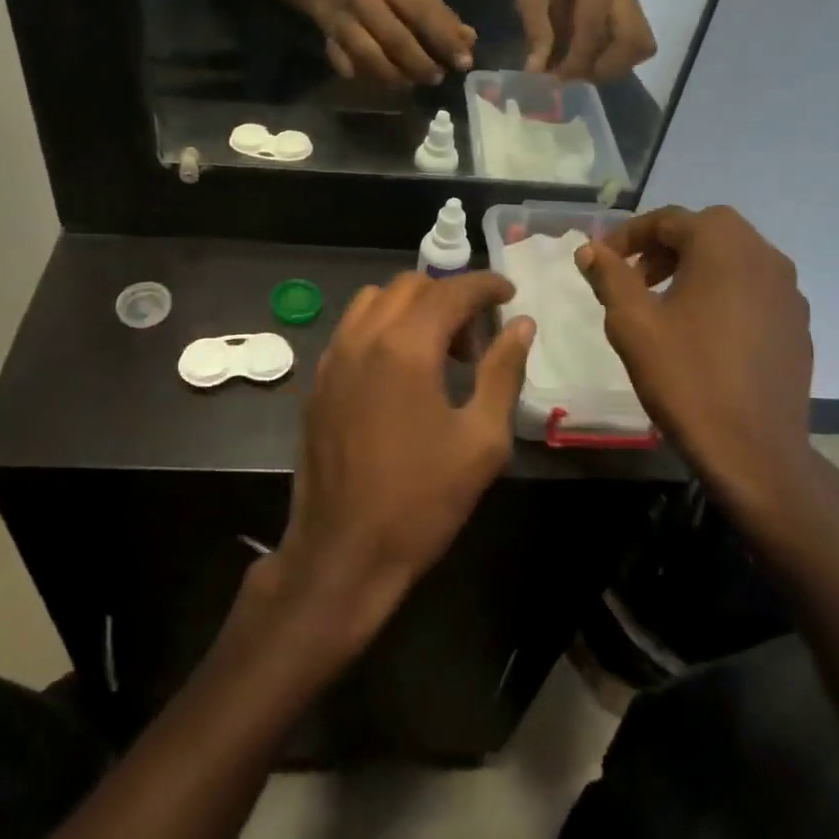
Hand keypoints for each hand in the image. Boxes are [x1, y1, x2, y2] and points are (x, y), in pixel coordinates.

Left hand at [265, 271, 534, 648]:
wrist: (344, 552)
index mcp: (405, 347)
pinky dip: (382, 326)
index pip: (450, 291)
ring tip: (438, 348)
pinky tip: (401, 369)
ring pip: (374, 301)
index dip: (485, 286)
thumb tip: (521, 326)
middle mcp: (362, 338)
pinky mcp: (318, 380)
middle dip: (449, 296)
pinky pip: (351, 328)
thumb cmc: (422, 501)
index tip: (509, 294)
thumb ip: (503, 372)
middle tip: (477, 335)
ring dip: (412, 307)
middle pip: (410, 286)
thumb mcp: (481, 440)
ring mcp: (332, 357)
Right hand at [312, 0, 476, 86]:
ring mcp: (343, 20)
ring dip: (394, 75)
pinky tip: (382, 83)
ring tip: (410, 83)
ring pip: (369, 56)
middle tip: (436, 78)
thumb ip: (443, 21)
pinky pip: (348, 66)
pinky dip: (365, 76)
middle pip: (396, 38)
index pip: (423, 12)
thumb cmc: (387, 3)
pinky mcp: (328, 41)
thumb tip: (469, 40)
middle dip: (420, 63)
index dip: (445, 40)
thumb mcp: (417, 3)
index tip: (464, 63)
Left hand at [515, 0, 655, 81]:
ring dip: (613, 68)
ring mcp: (635, 1)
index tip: (555, 76)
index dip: (576, 59)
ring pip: (641, 46)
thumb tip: (537, 70)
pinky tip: (595, 62)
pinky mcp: (638, 15)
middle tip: (576, 76)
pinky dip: (619, 62)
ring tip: (583, 71)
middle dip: (603, 67)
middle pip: (632, 40)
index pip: (594, 26)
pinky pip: (640, 47)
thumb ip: (536, 31)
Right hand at [576, 206, 822, 524]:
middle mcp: (764, 256)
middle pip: (706, 230)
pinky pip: (754, 288)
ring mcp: (789, 291)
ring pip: (733, 257)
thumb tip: (590, 249)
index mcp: (724, 246)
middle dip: (663, 247)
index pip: (668, 220)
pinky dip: (723, 291)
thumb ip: (609, 276)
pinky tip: (703, 330)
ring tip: (664, 303)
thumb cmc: (686, 377)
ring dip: (695, 266)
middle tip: (634, 278)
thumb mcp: (632, 323)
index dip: (627, 235)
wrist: (754, 450)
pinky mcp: (798, 323)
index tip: (601, 260)